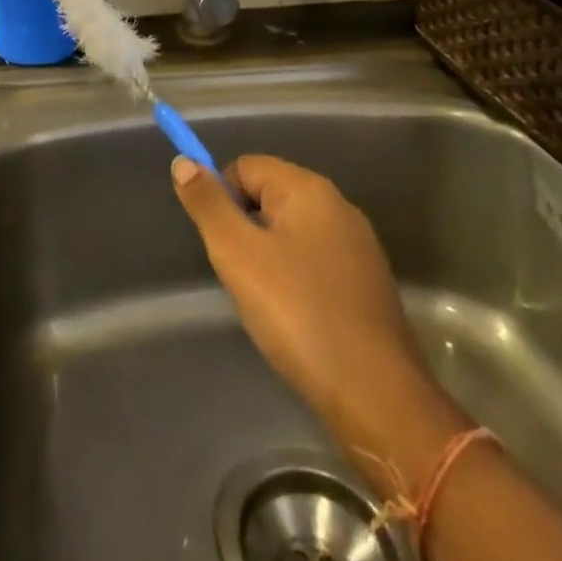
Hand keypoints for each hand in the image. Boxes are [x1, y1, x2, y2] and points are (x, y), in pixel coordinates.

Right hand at [172, 155, 466, 476]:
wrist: (377, 398)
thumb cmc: (299, 314)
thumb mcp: (237, 255)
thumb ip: (208, 204)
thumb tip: (183, 162)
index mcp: (308, 189)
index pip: (245, 167)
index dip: (222, 198)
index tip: (221, 244)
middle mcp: (338, 206)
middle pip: (269, 195)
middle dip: (245, 228)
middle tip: (239, 274)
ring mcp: (358, 246)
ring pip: (291, 231)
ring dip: (268, 255)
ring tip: (265, 300)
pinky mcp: (368, 283)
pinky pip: (315, 261)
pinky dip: (296, 278)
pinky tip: (295, 317)